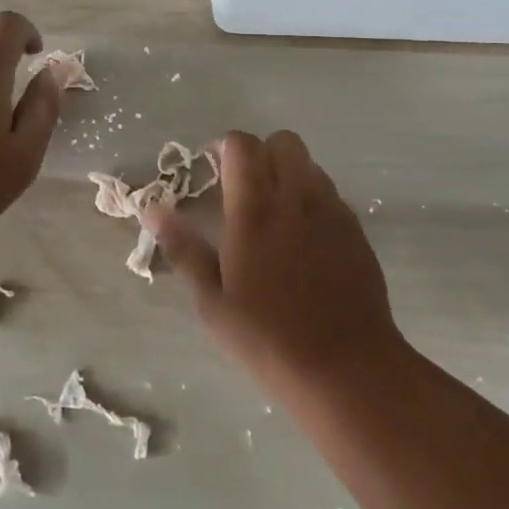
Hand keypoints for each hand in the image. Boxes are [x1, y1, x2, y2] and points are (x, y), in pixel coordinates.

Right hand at [147, 130, 407, 392]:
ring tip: (274, 213)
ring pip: (310, 164)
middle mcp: (296, 198)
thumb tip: (152, 209)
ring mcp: (332, 211)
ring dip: (289, 173)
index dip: (224, 147)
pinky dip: (313, 199)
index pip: (242, 144)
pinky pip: (331, 194)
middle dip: (261, 152)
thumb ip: (183, 248)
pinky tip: (304, 239)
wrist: (345, 367)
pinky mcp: (356, 230)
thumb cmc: (267, 338)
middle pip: (283, 141)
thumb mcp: (212, 301)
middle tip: (244, 187)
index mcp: (255, 210)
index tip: (212, 169)